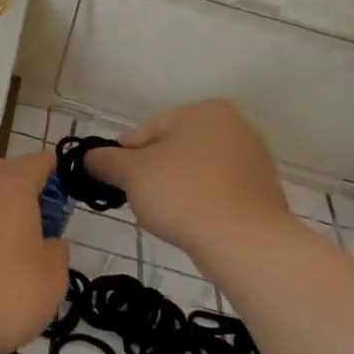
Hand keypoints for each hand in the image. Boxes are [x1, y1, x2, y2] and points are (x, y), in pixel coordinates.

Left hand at [0, 151, 69, 353]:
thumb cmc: (0, 291)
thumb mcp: (51, 279)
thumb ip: (57, 253)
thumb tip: (49, 243)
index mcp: (11, 183)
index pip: (42, 162)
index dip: (61, 174)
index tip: (73, 197)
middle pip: (9, 179)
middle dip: (29, 200)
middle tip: (47, 232)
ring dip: (0, 222)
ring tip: (16, 260)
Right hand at [86, 101, 292, 256]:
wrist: (244, 242)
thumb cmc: (183, 194)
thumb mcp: (132, 174)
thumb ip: (107, 161)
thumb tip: (91, 157)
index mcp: (205, 111)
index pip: (149, 129)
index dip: (125, 155)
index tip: (115, 180)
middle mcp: (235, 127)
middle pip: (174, 149)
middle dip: (152, 174)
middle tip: (138, 200)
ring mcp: (254, 161)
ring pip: (196, 173)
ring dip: (175, 190)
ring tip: (165, 217)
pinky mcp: (262, 194)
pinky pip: (218, 193)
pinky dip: (200, 205)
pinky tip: (191, 226)